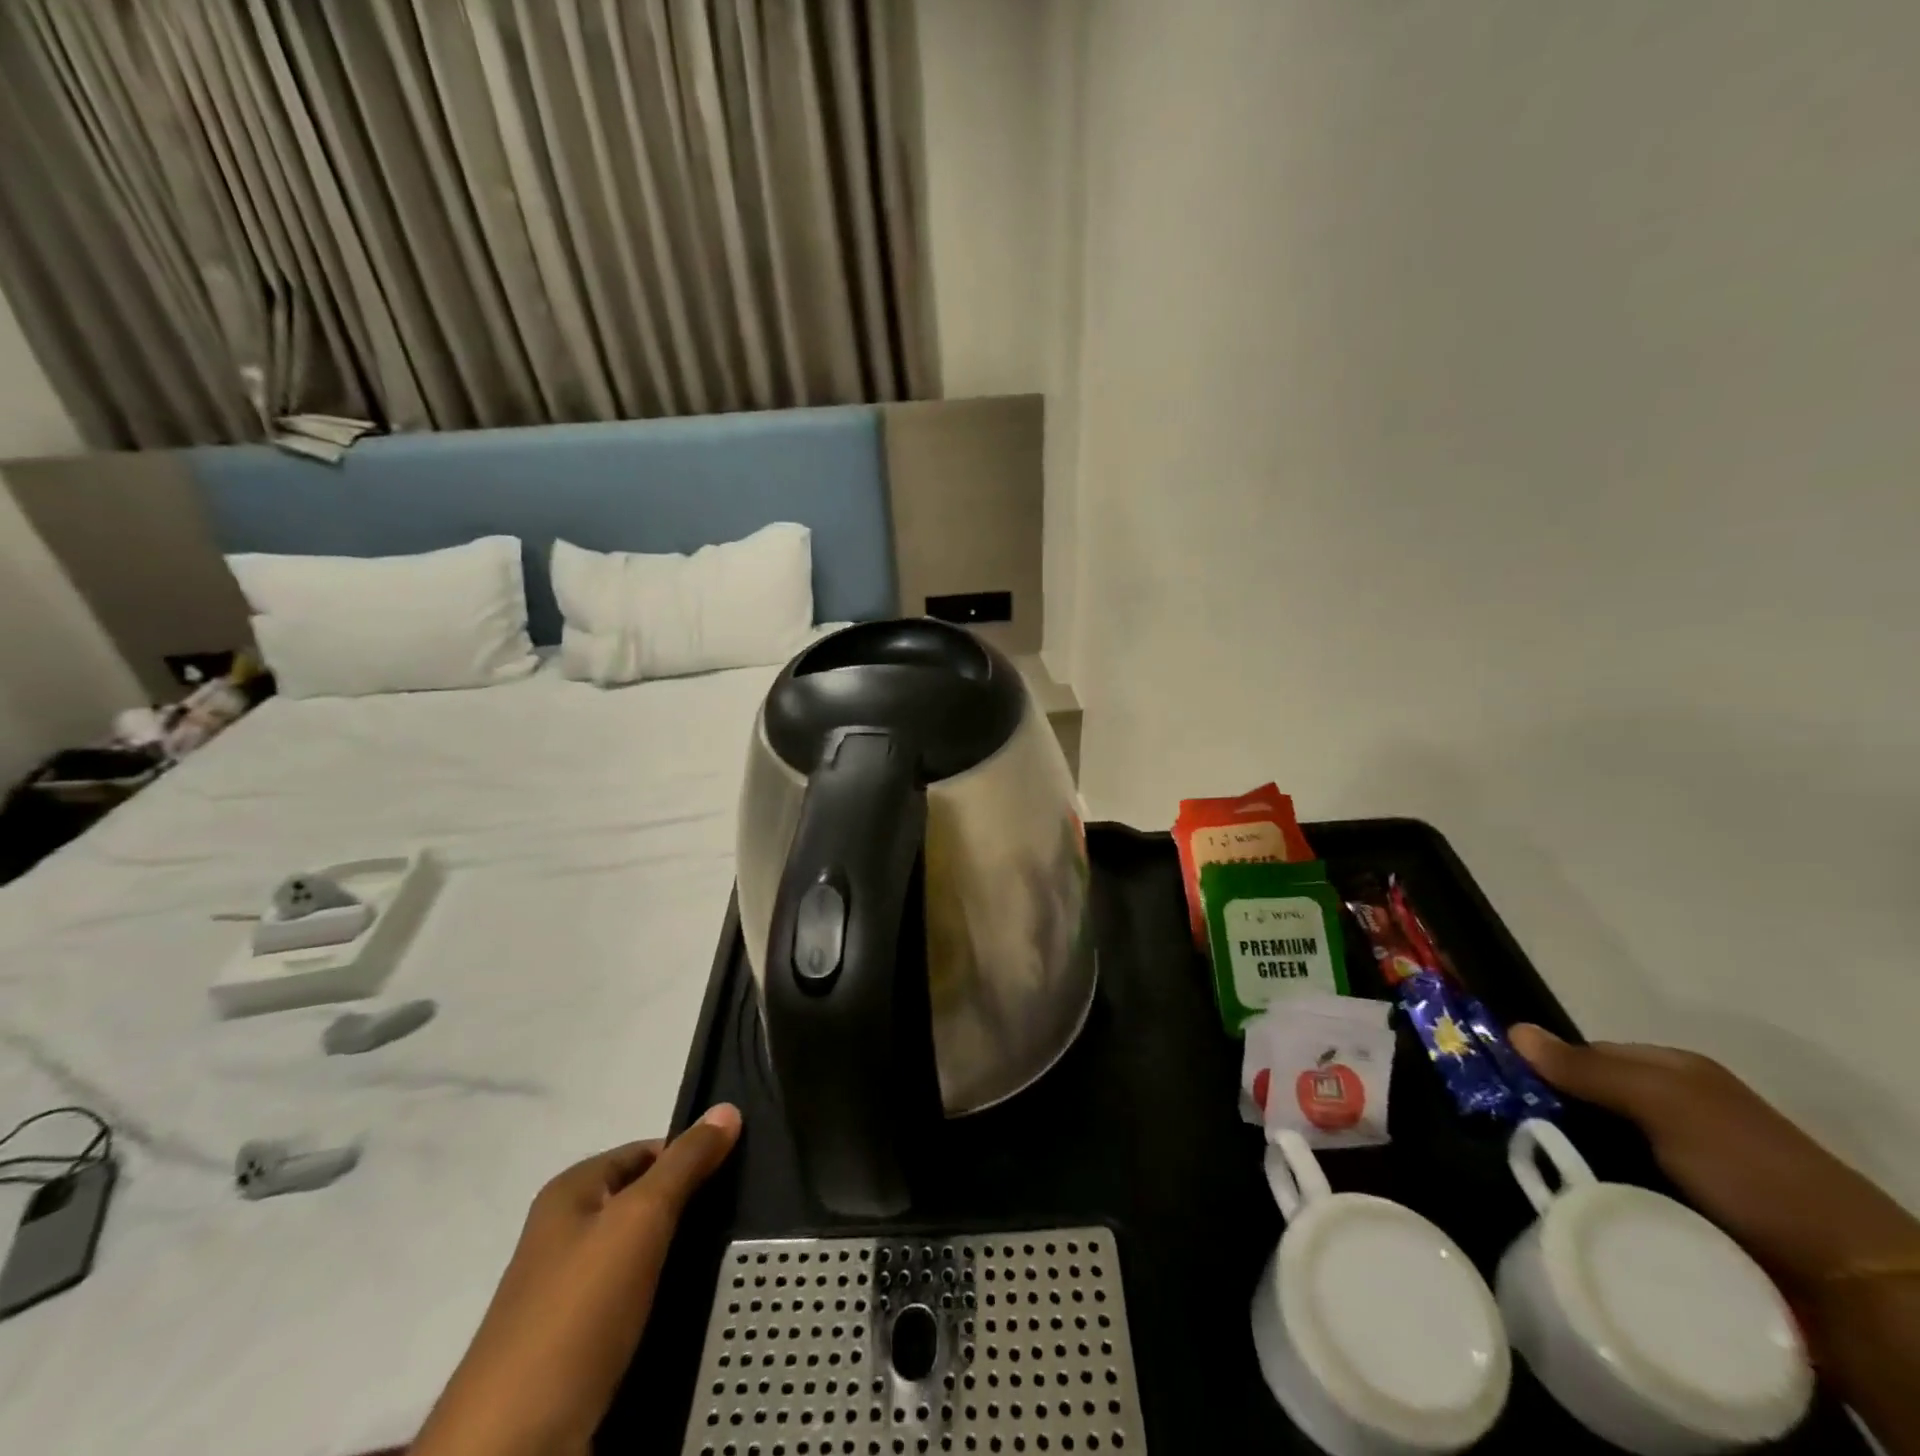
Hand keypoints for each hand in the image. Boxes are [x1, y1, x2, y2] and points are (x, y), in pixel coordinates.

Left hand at [413, 1103, 742, 1455]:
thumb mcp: (640, 1220)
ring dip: (682, 1255)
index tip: (741, 1169)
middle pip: (645, 1201)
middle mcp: (567, 1235)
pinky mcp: (581, 1348)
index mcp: (571, 1194)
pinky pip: (637, 1303)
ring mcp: (571, 1295)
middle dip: (691, 1205)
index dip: (691, 1155)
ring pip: (644, 1255)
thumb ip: (685, 1163)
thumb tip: (728, 1108)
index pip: (647, 1150)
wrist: (512, 1452)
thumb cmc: (576, 1313)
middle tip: (746, 1212)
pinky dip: (667, 1300)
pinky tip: (701, 1306)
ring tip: (736, 1255)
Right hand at [1508, 1026, 1918, 1290]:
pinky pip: (1613, 1192)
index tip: (1496, 1086)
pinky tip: (1558, 1202)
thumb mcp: (1667, 1105)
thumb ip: (1590, 1070)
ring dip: (1563, 1160)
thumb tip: (1512, 1030)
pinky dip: (1587, 1195)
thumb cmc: (1752, 1169)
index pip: (1584, 1056)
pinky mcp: (1676, 1213)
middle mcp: (1672, 1113)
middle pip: (1586, 1104)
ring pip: (1594, 1150)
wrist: (1848, 1283)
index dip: (1542, 1066)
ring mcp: (1675, 1167)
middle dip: (1545, 1116)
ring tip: (1515, 1167)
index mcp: (1673, 1074)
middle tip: (1495, 1129)